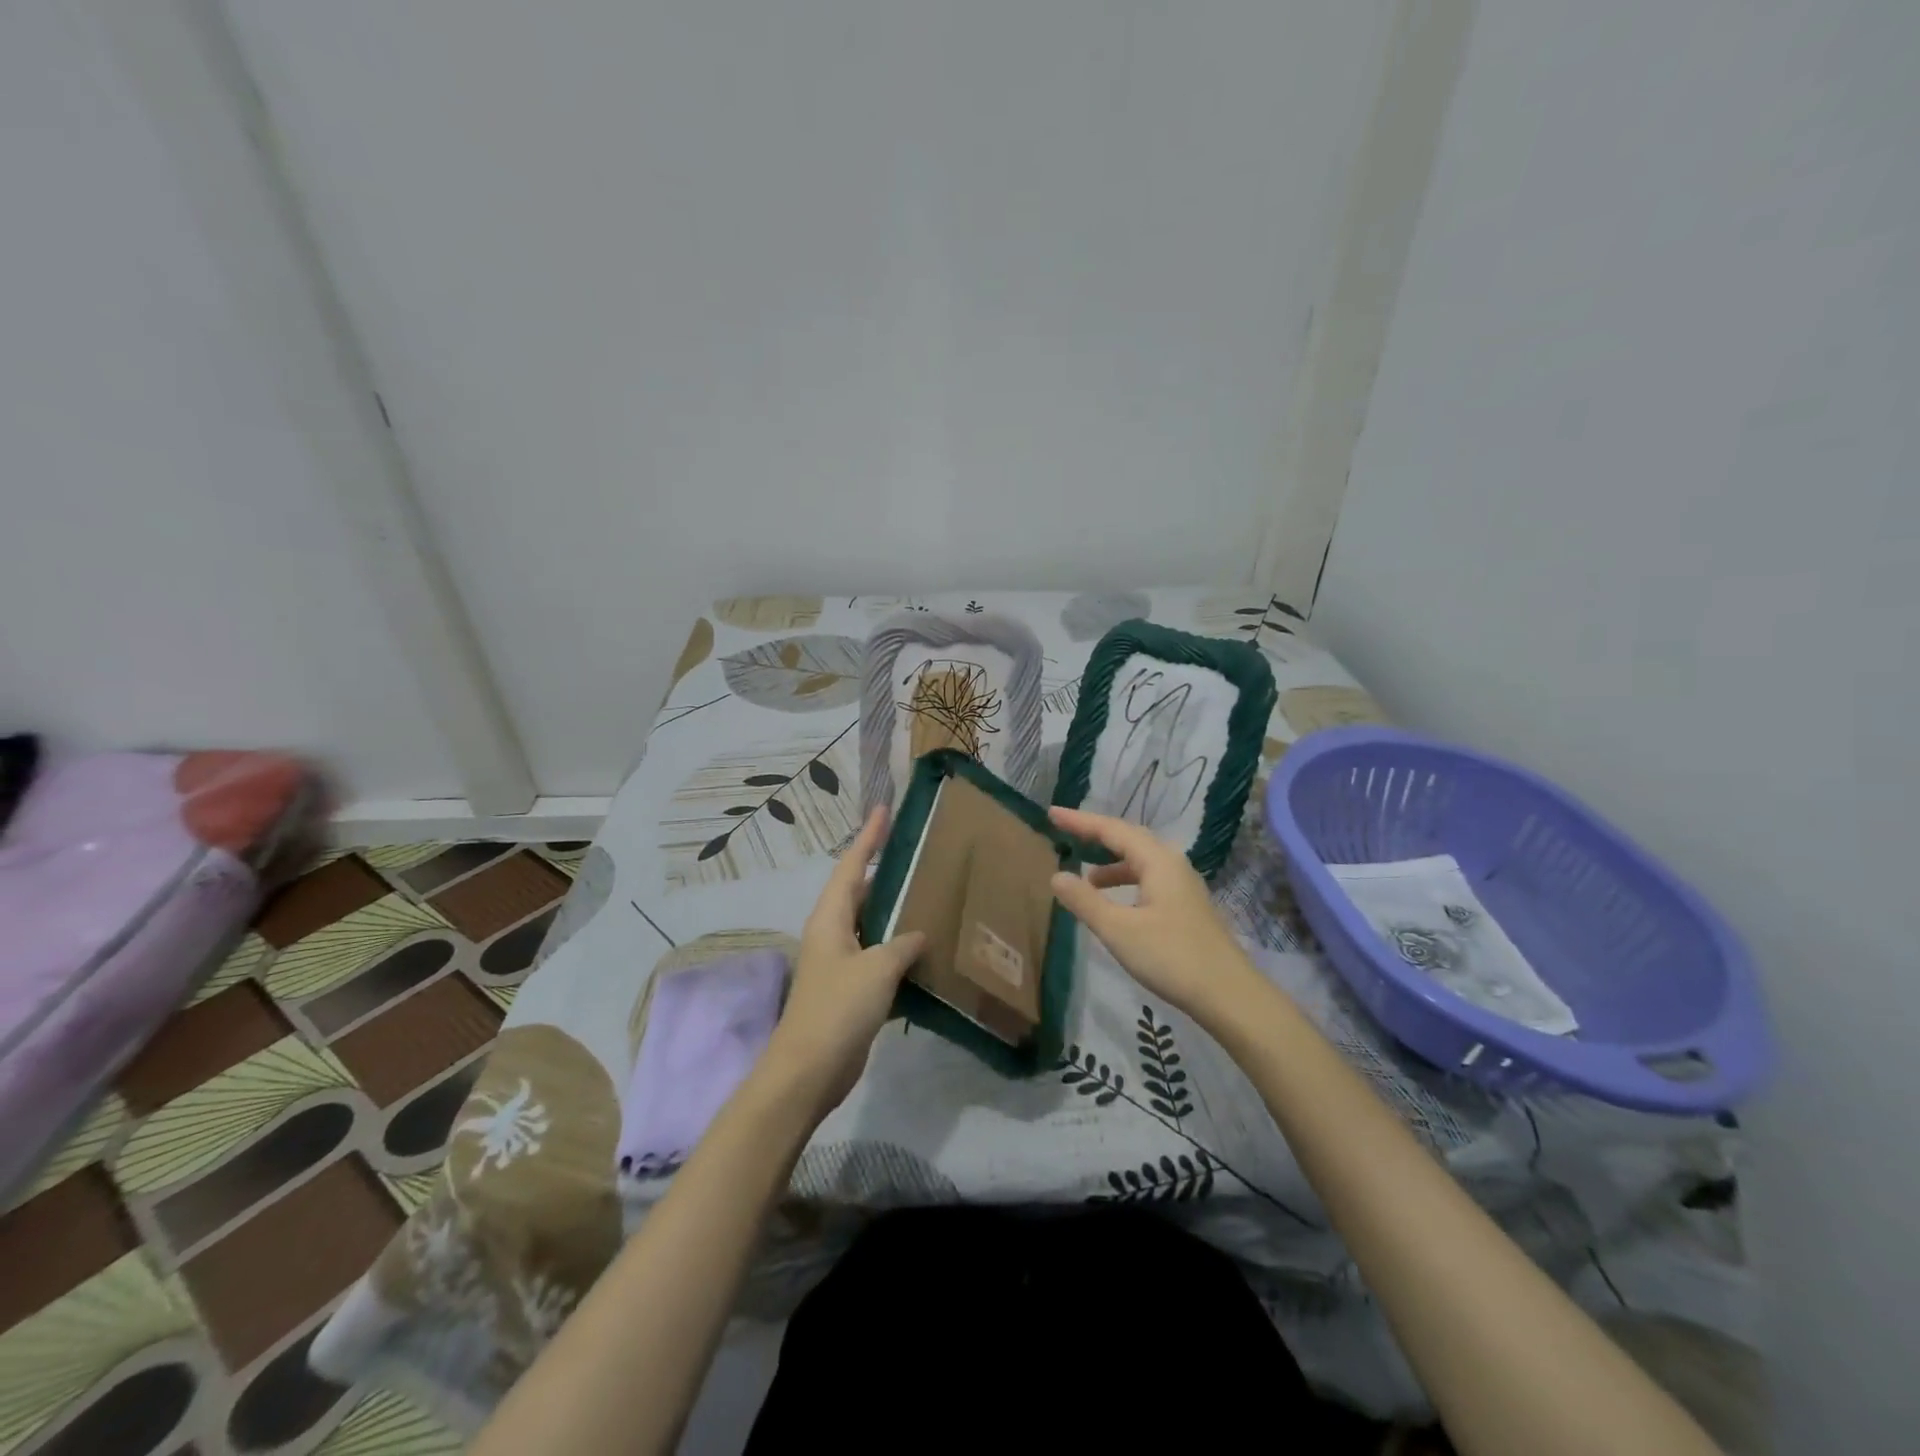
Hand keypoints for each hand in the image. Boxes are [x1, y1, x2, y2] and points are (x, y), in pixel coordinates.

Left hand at [764, 807, 925, 1113]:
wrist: (809, 1071)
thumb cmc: (837, 1009)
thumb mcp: (876, 969)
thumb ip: (901, 944)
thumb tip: (919, 933)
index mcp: (830, 919)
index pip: (851, 866)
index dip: (868, 838)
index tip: (883, 811)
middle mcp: (833, 934)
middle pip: (861, 892)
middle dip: (886, 872)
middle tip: (919, 853)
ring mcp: (841, 963)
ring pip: (872, 925)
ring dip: (896, 913)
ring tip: (931, 895)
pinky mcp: (851, 990)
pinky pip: (879, 957)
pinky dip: (900, 950)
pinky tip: (927, 950)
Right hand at [1048, 806, 1261, 1027]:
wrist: (1229, 995)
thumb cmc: (1171, 957)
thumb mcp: (1119, 930)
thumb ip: (1085, 901)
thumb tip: (1057, 875)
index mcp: (1158, 861)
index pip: (1112, 830)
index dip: (1080, 821)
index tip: (1052, 813)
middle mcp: (1173, 864)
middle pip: (1129, 839)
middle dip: (1096, 835)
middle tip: (1065, 831)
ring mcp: (1184, 886)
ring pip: (1141, 861)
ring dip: (1112, 863)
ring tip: (1086, 877)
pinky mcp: (1187, 907)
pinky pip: (1149, 879)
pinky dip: (1126, 882)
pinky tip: (1116, 904)